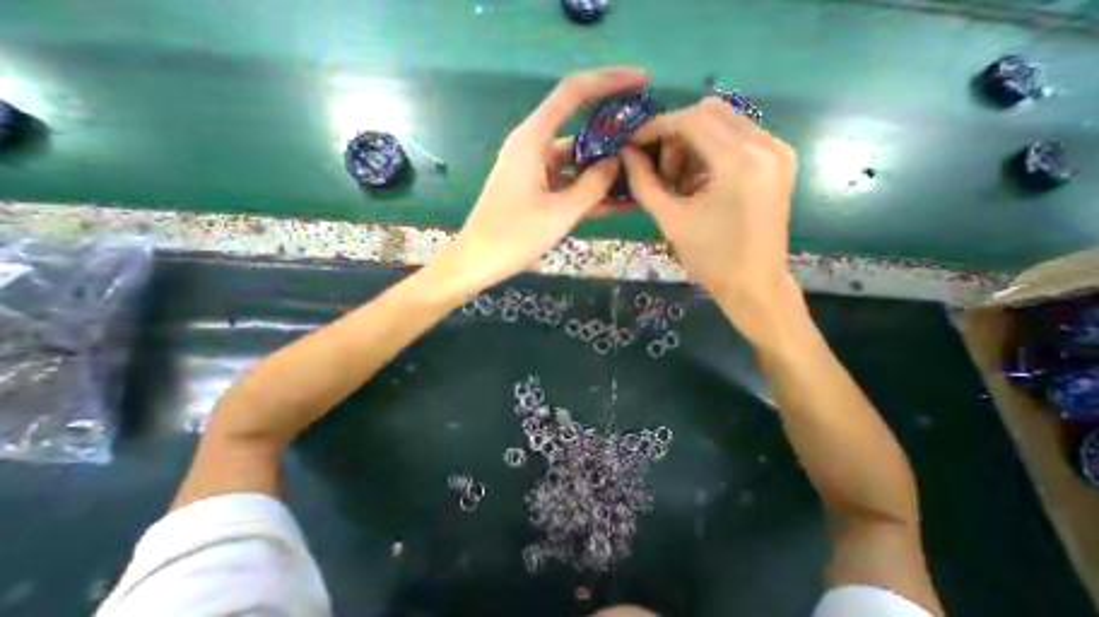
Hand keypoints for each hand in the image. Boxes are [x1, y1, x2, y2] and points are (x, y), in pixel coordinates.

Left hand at [440, 68, 645, 292]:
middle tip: (648, 145)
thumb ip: (592, 186)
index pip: (573, 93)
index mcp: (533, 141)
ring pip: (576, 163)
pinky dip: (589, 192)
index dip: (609, 81)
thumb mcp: (559, 214)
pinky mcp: (536, 192)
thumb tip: (616, 163)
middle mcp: (533, 149)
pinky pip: (568, 185)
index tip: (642, 82)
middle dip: (614, 138)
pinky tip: (619, 202)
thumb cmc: (513, 237)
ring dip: (604, 172)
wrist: (478, 261)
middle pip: (579, 131)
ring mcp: (535, 172)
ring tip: (641, 177)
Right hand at [621, 99, 804, 341]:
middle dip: (676, 135)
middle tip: (660, 169)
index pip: (692, 120)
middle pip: (710, 112)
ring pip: (724, 123)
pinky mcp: (779, 161)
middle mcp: (767, 145)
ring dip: (693, 144)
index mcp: (740, 162)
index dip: (657, 127)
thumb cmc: (709, 258)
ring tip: (679, 181)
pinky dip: (710, 151)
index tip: (635, 143)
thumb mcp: (670, 220)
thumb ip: (644, 183)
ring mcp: (778, 150)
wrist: (753, 283)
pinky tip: (698, 181)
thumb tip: (627, 154)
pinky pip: (738, 138)